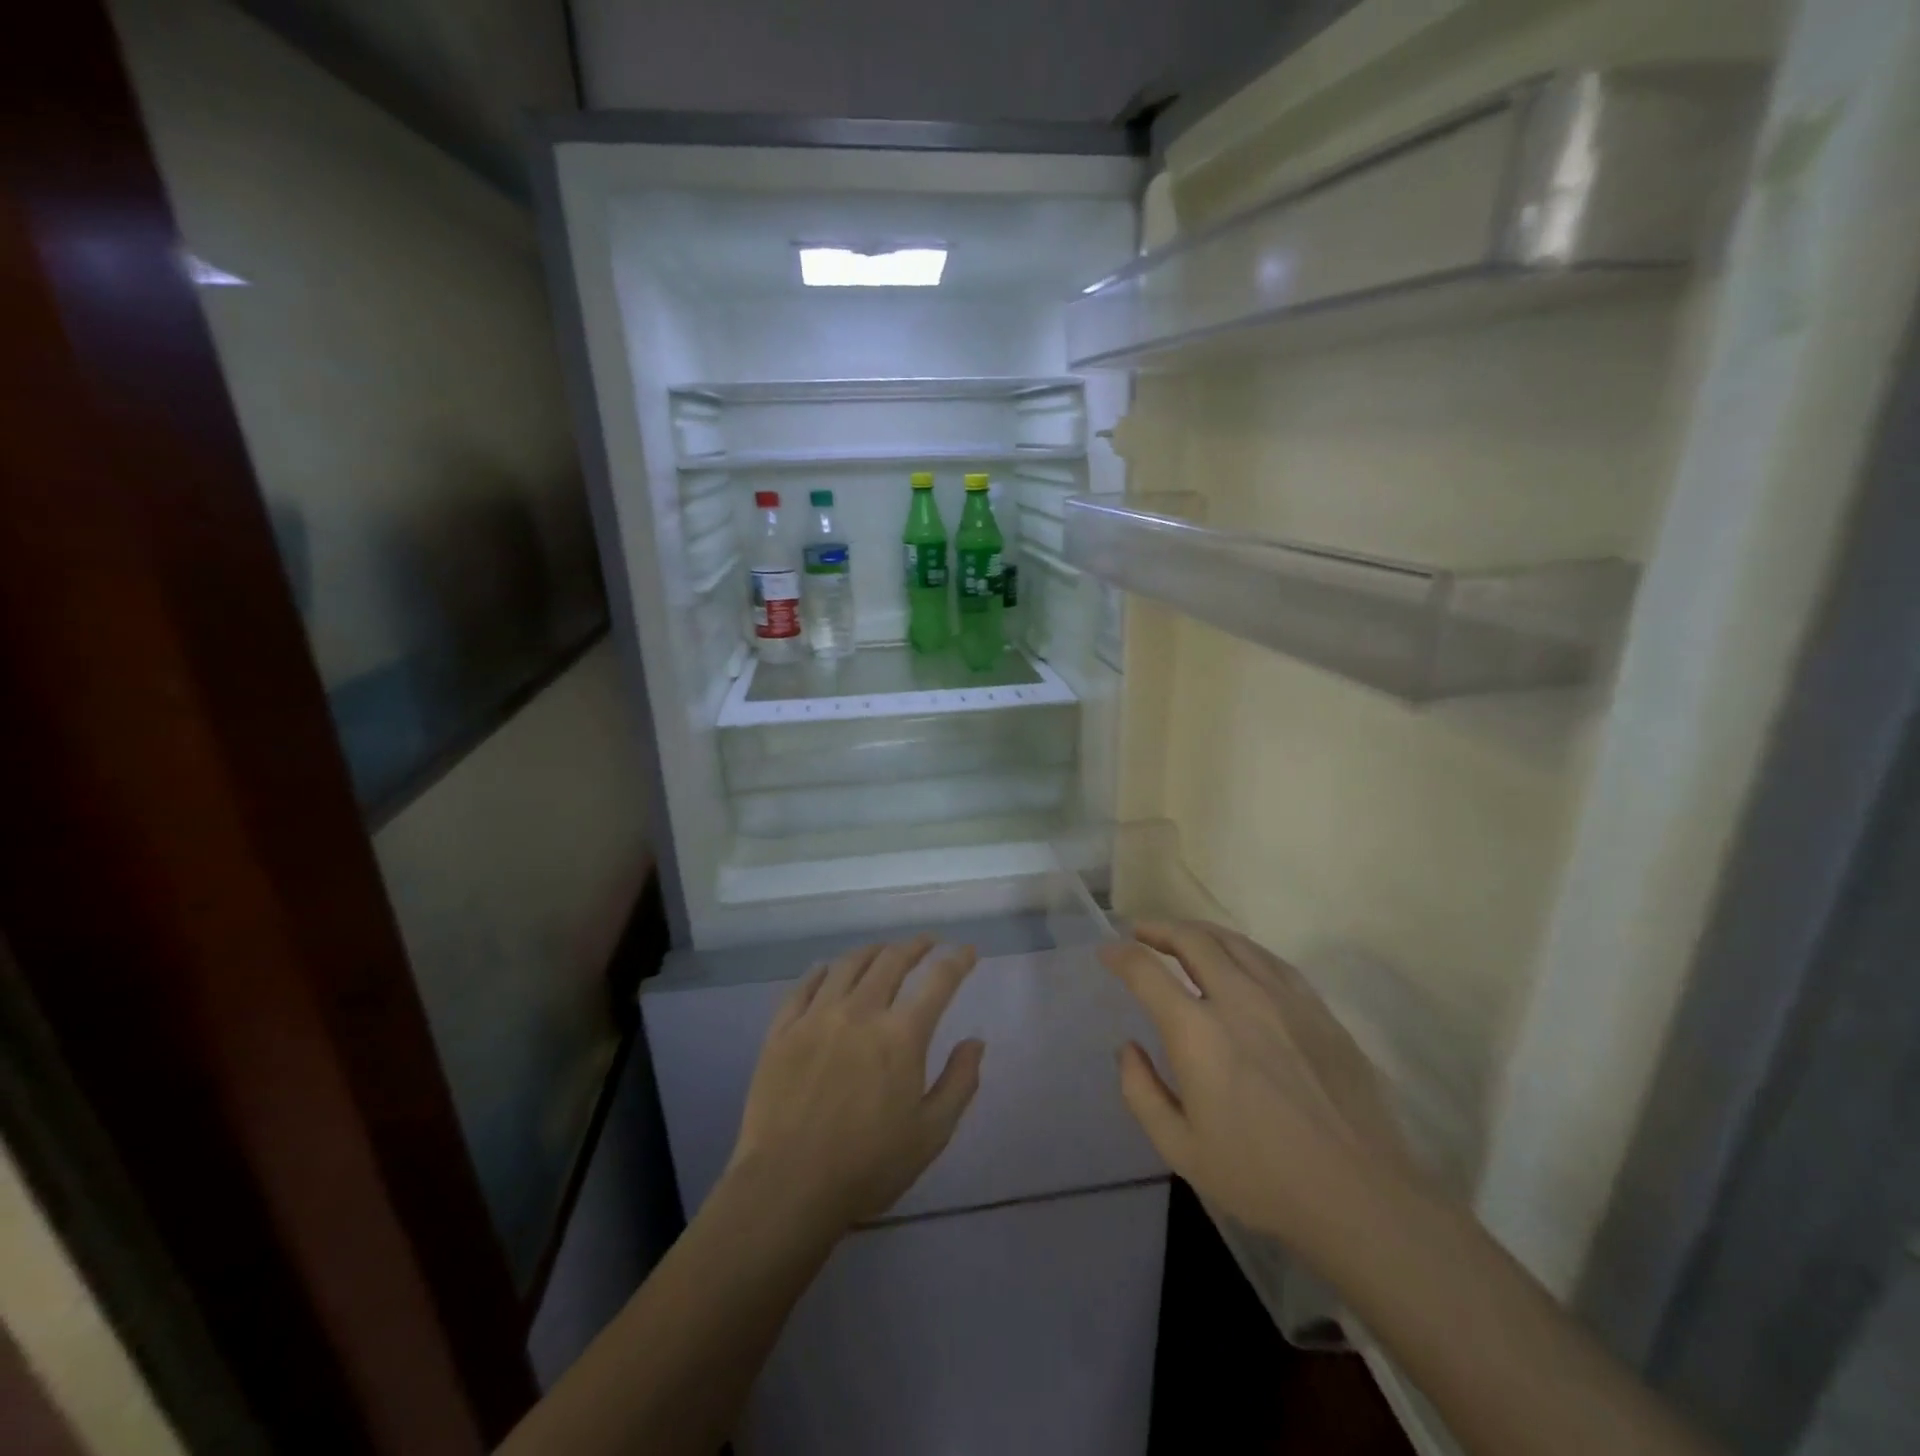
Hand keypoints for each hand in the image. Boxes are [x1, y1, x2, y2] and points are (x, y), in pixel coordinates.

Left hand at [727, 936, 984, 1231]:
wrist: (787, 1187)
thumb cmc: (867, 1166)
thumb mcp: (930, 1134)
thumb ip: (959, 1083)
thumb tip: (976, 1042)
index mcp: (901, 1035)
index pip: (938, 981)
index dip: (957, 961)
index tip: (967, 951)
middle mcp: (861, 1011)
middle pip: (892, 960)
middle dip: (915, 946)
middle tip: (926, 943)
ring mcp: (817, 1016)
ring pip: (849, 965)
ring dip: (873, 951)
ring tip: (883, 951)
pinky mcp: (783, 1029)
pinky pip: (804, 985)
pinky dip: (823, 971)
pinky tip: (828, 970)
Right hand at [1100, 921, 1428, 1263]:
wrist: (1361, 1196)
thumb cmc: (1262, 1177)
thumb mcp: (1180, 1150)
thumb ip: (1142, 1092)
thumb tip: (1128, 1048)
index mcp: (1197, 1032)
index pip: (1147, 971)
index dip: (1120, 955)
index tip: (1107, 952)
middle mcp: (1238, 999)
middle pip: (1191, 939)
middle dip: (1158, 928)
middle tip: (1140, 932)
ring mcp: (1284, 998)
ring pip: (1233, 941)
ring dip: (1198, 932)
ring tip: (1183, 937)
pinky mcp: (1318, 1009)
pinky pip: (1271, 960)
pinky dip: (1241, 949)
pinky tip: (1237, 959)